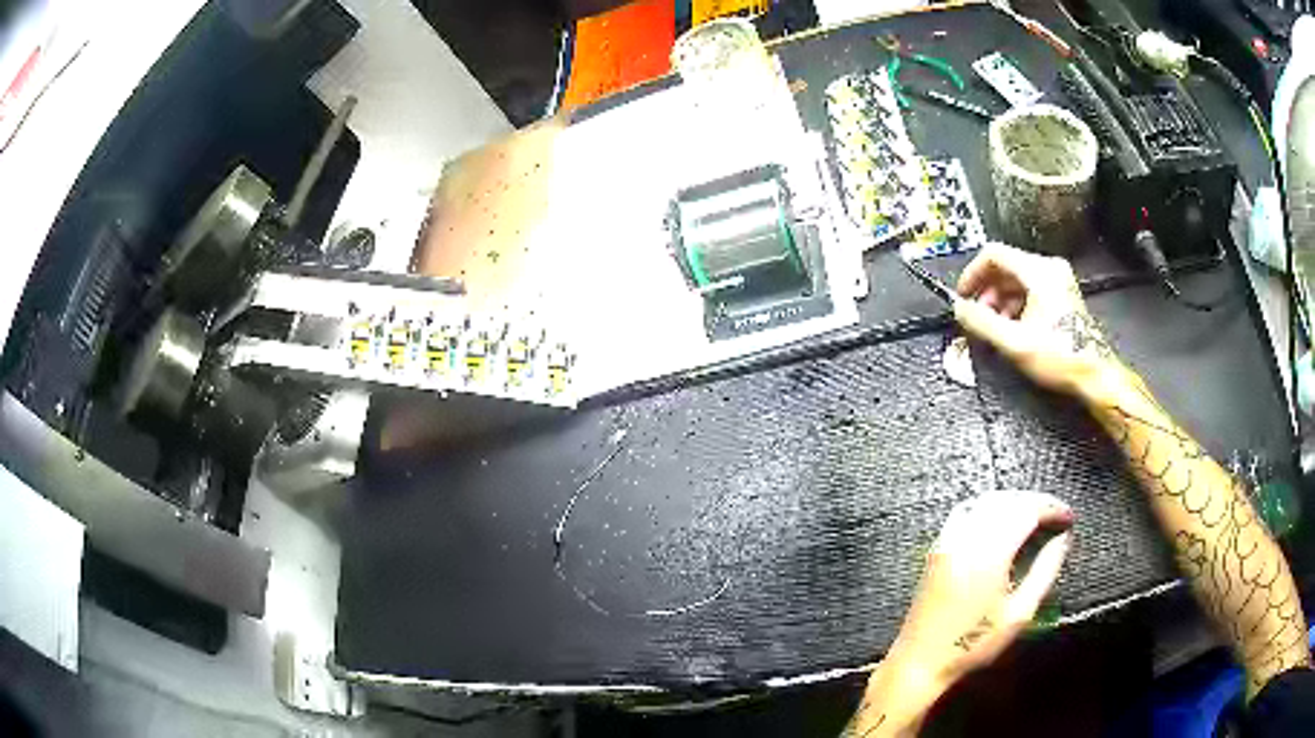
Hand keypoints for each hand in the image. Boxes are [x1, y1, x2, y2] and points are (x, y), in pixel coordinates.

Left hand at [864, 490, 1073, 732]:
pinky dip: (989, 506)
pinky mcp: (937, 547)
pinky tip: (1002, 520)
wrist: (921, 660)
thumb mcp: (1019, 614)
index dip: (1051, 508)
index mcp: (988, 554)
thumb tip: (1063, 538)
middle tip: (1056, 515)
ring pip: (986, 501)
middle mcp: (966, 538)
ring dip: (1014, 501)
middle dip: (1036, 502)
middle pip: (1007, 500)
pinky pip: (966, 510)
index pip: (1026, 511)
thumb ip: (1045, 570)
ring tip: (1036, 516)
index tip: (1069, 518)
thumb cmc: (974, 643)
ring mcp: (947, 539)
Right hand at [952, 243, 1123, 401]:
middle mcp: (1050, 268)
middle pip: (1005, 266)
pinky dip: (1014, 303)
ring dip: (999, 299)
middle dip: (986, 291)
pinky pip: (1029, 288)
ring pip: (1016, 278)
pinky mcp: (1062, 294)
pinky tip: (1011, 327)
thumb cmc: (1062, 357)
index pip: (993, 254)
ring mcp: (1058, 280)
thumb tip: (959, 309)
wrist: (1094, 375)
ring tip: (993, 326)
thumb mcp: (1014, 342)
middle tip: (977, 316)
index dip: (972, 274)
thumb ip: (981, 322)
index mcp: (1039, 271)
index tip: (963, 295)